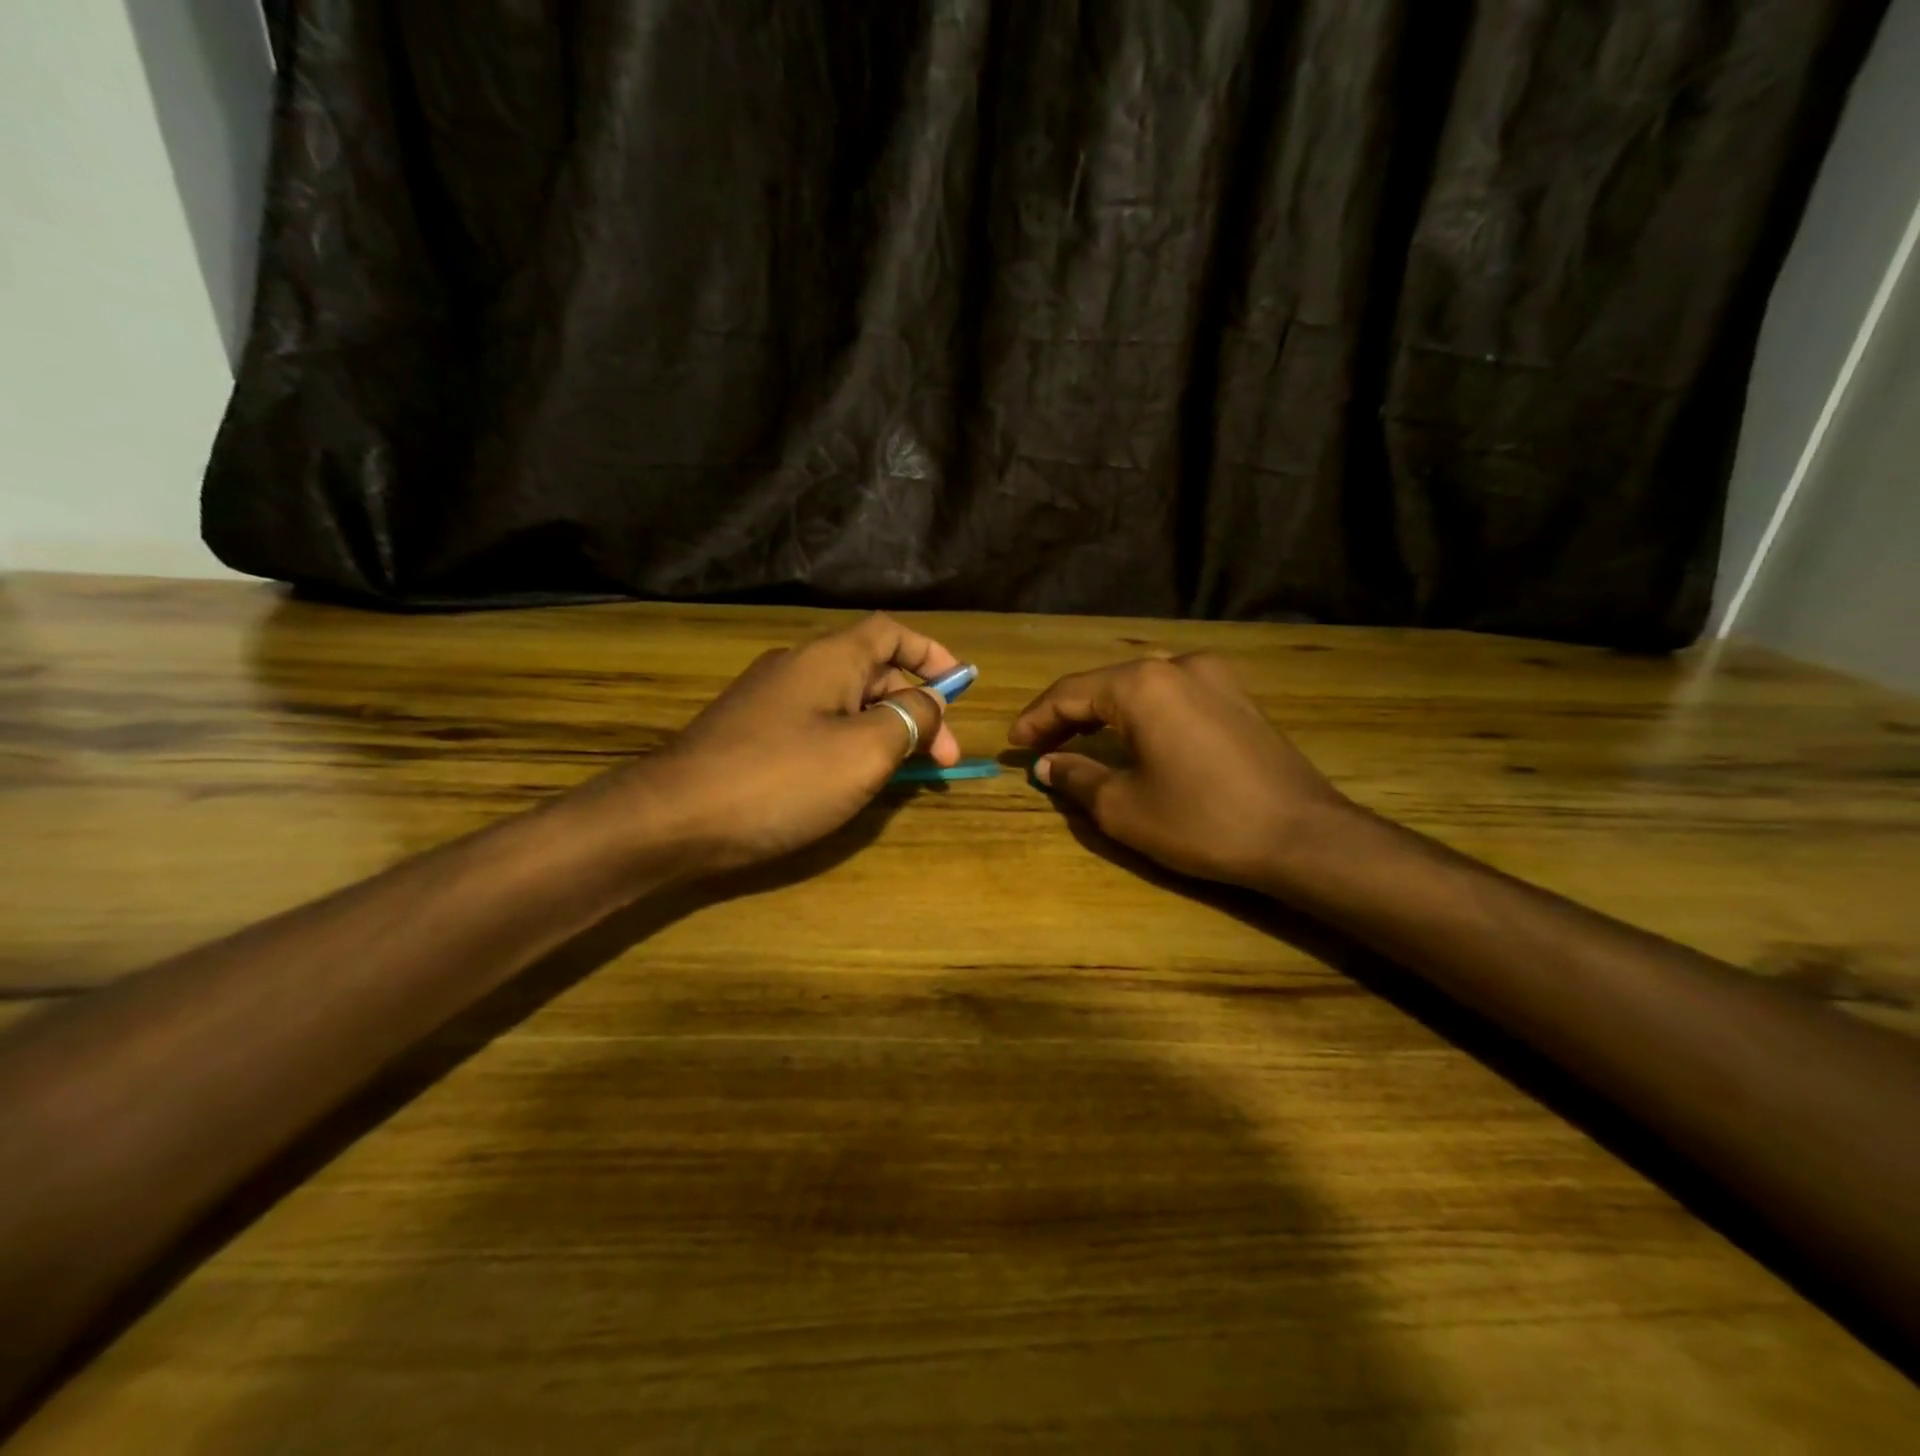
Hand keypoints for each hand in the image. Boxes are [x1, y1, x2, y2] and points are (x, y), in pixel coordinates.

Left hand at [617, 613, 962, 874]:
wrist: (674, 818)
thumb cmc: (780, 779)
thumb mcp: (863, 751)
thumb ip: (908, 720)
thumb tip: (929, 703)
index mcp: (829, 658)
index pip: (891, 632)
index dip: (931, 654)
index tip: (962, 688)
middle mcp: (798, 667)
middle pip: (873, 672)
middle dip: (915, 709)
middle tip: (941, 760)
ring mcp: (770, 700)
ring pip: (845, 703)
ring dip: (883, 730)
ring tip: (904, 774)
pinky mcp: (751, 732)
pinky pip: (816, 726)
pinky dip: (848, 743)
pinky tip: (852, 779)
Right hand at [1008, 655, 1350, 889]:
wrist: (1304, 837)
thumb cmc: (1202, 821)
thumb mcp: (1124, 807)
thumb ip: (1076, 777)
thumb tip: (1047, 764)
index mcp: (1143, 684)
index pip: (1070, 692)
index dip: (1036, 718)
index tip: (1013, 743)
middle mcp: (1178, 666)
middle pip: (1105, 684)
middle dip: (1067, 715)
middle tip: (1039, 745)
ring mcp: (1216, 678)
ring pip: (1141, 687)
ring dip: (1104, 712)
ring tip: (1077, 740)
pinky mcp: (1239, 698)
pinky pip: (1173, 696)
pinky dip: (1142, 714)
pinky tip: (1131, 737)